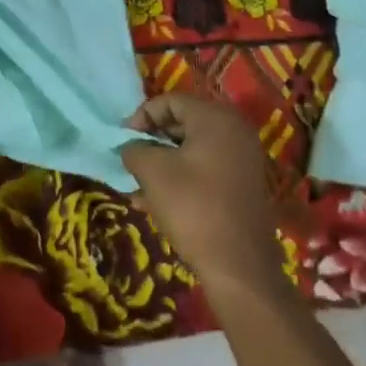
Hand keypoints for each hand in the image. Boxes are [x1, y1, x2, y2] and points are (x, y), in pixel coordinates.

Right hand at [121, 94, 285, 305]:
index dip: (142, 116)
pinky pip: (204, 169)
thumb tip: (131, 148)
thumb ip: (134, 149)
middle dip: (152, 140)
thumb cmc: (193, 207)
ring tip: (137, 185)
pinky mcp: (242, 185)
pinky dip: (180, 177)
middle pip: (183, 123)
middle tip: (130, 159)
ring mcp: (242, 160)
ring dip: (162, 162)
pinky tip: (154, 202)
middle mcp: (235, 132)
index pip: (171, 101)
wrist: (238, 265)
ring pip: (191, 149)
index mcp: (216, 119)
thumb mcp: (152, 171)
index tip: (123, 139)